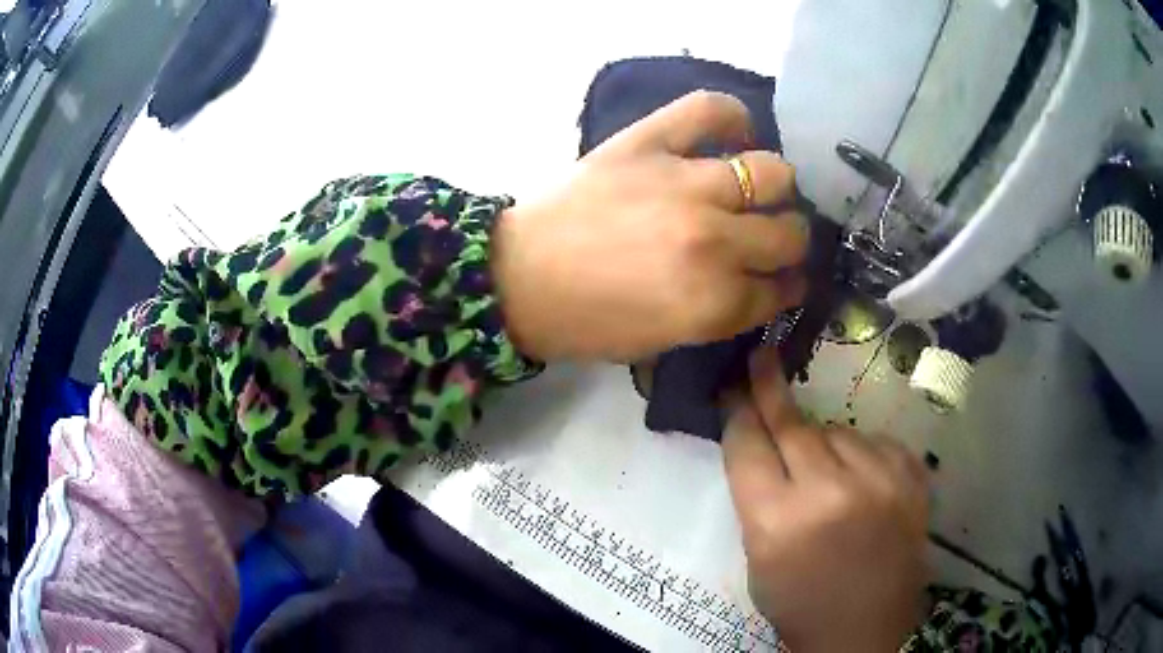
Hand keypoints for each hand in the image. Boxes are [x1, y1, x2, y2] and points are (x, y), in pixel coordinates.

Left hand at [491, 91, 807, 361]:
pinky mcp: (648, 142)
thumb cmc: (587, 321)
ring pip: (772, 172)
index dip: (787, 287)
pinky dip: (732, 117)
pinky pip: (710, 110)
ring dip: (774, 188)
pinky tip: (733, 133)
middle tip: (771, 238)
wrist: (518, 277)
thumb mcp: (664, 342)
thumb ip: (722, 315)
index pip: (781, 290)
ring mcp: (684, 183)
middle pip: (790, 233)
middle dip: (790, 242)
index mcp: (713, 303)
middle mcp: (713, 241)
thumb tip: (760, 285)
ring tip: (755, 189)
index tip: (785, 280)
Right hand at [723, 348, 929, 652]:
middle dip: (769, 390)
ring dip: (822, 442)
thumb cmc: (798, 602)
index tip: (733, 385)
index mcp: (777, 520)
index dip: (737, 412)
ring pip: (836, 430)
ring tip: (825, 476)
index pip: (747, 445)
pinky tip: (859, 479)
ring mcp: (879, 481)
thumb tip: (761, 437)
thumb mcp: (758, 557)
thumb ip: (757, 495)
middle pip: (792, 424)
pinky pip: (875, 441)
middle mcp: (829, 492)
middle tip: (761, 358)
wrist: (863, 630)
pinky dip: (860, 453)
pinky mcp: (911, 478)